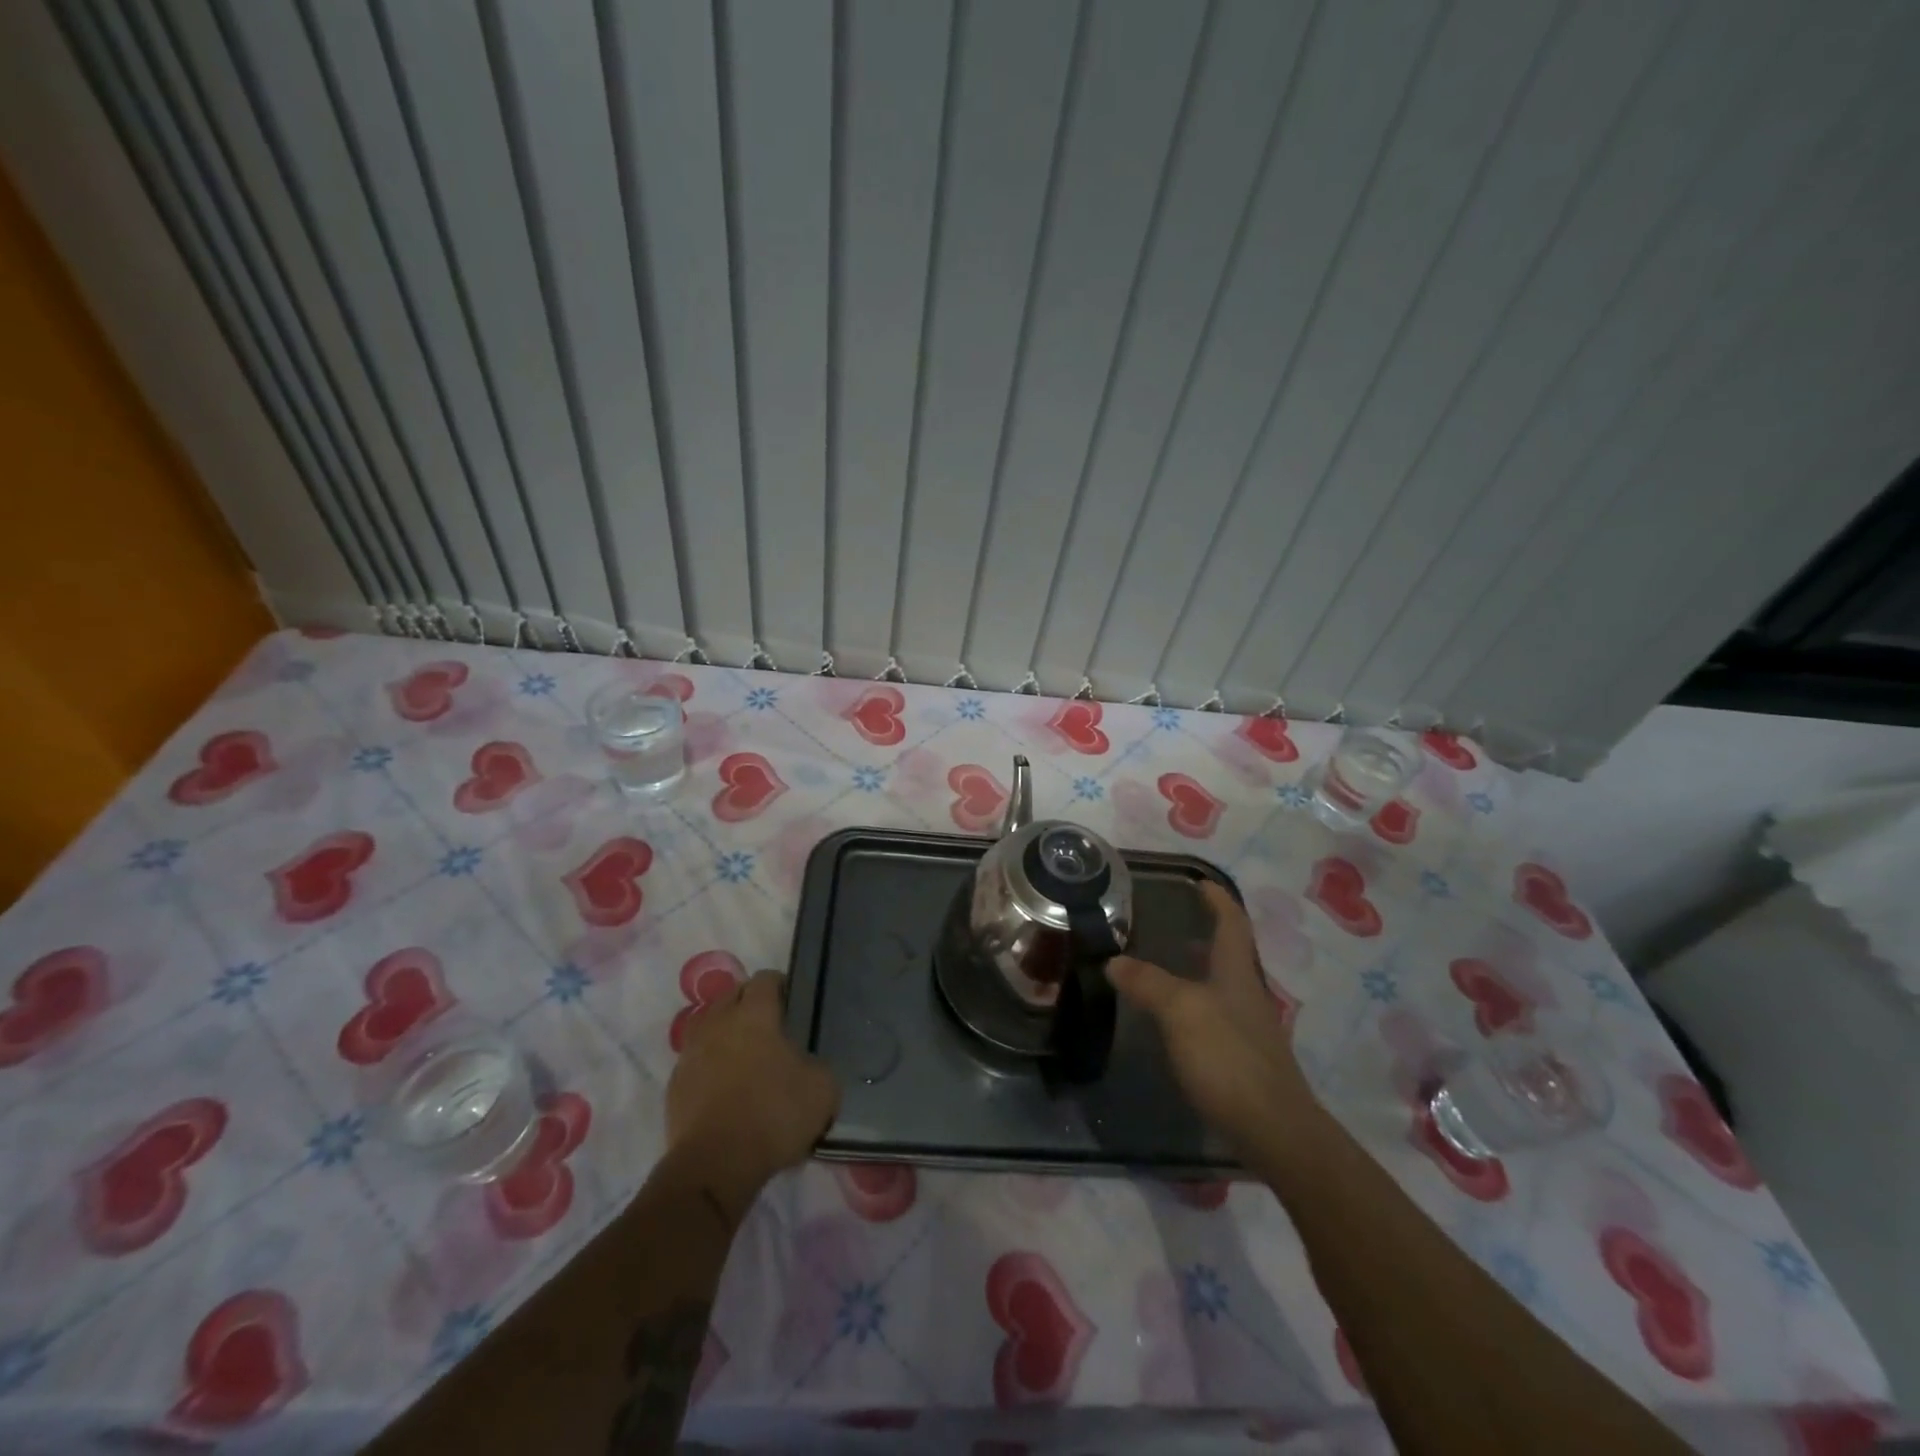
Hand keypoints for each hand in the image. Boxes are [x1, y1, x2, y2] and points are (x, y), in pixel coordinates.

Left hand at [666, 970, 839, 1213]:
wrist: (715, 1165)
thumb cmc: (773, 1115)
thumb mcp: (822, 1090)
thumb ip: (818, 1066)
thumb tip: (808, 1066)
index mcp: (755, 1013)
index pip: (765, 979)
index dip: (780, 986)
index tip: (793, 1003)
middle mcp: (718, 1022)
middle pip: (732, 995)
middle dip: (749, 1003)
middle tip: (770, 1026)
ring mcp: (691, 1052)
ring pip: (708, 1025)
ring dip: (725, 1031)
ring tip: (744, 1054)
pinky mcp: (675, 1084)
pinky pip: (695, 1059)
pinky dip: (709, 1063)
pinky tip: (725, 1085)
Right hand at [1107, 883, 1317, 1160]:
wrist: (1274, 1131)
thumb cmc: (1228, 1058)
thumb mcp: (1180, 1011)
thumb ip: (1147, 982)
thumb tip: (1114, 961)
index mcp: (1236, 972)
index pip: (1232, 923)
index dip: (1217, 900)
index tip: (1200, 882)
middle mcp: (1247, 995)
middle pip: (1230, 954)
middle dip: (1207, 934)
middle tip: (1175, 923)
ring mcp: (1250, 1030)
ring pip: (1223, 987)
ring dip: (1199, 970)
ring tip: (1167, 966)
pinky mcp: (1245, 1061)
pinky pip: (1217, 1017)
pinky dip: (1196, 1005)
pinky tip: (1175, 1022)